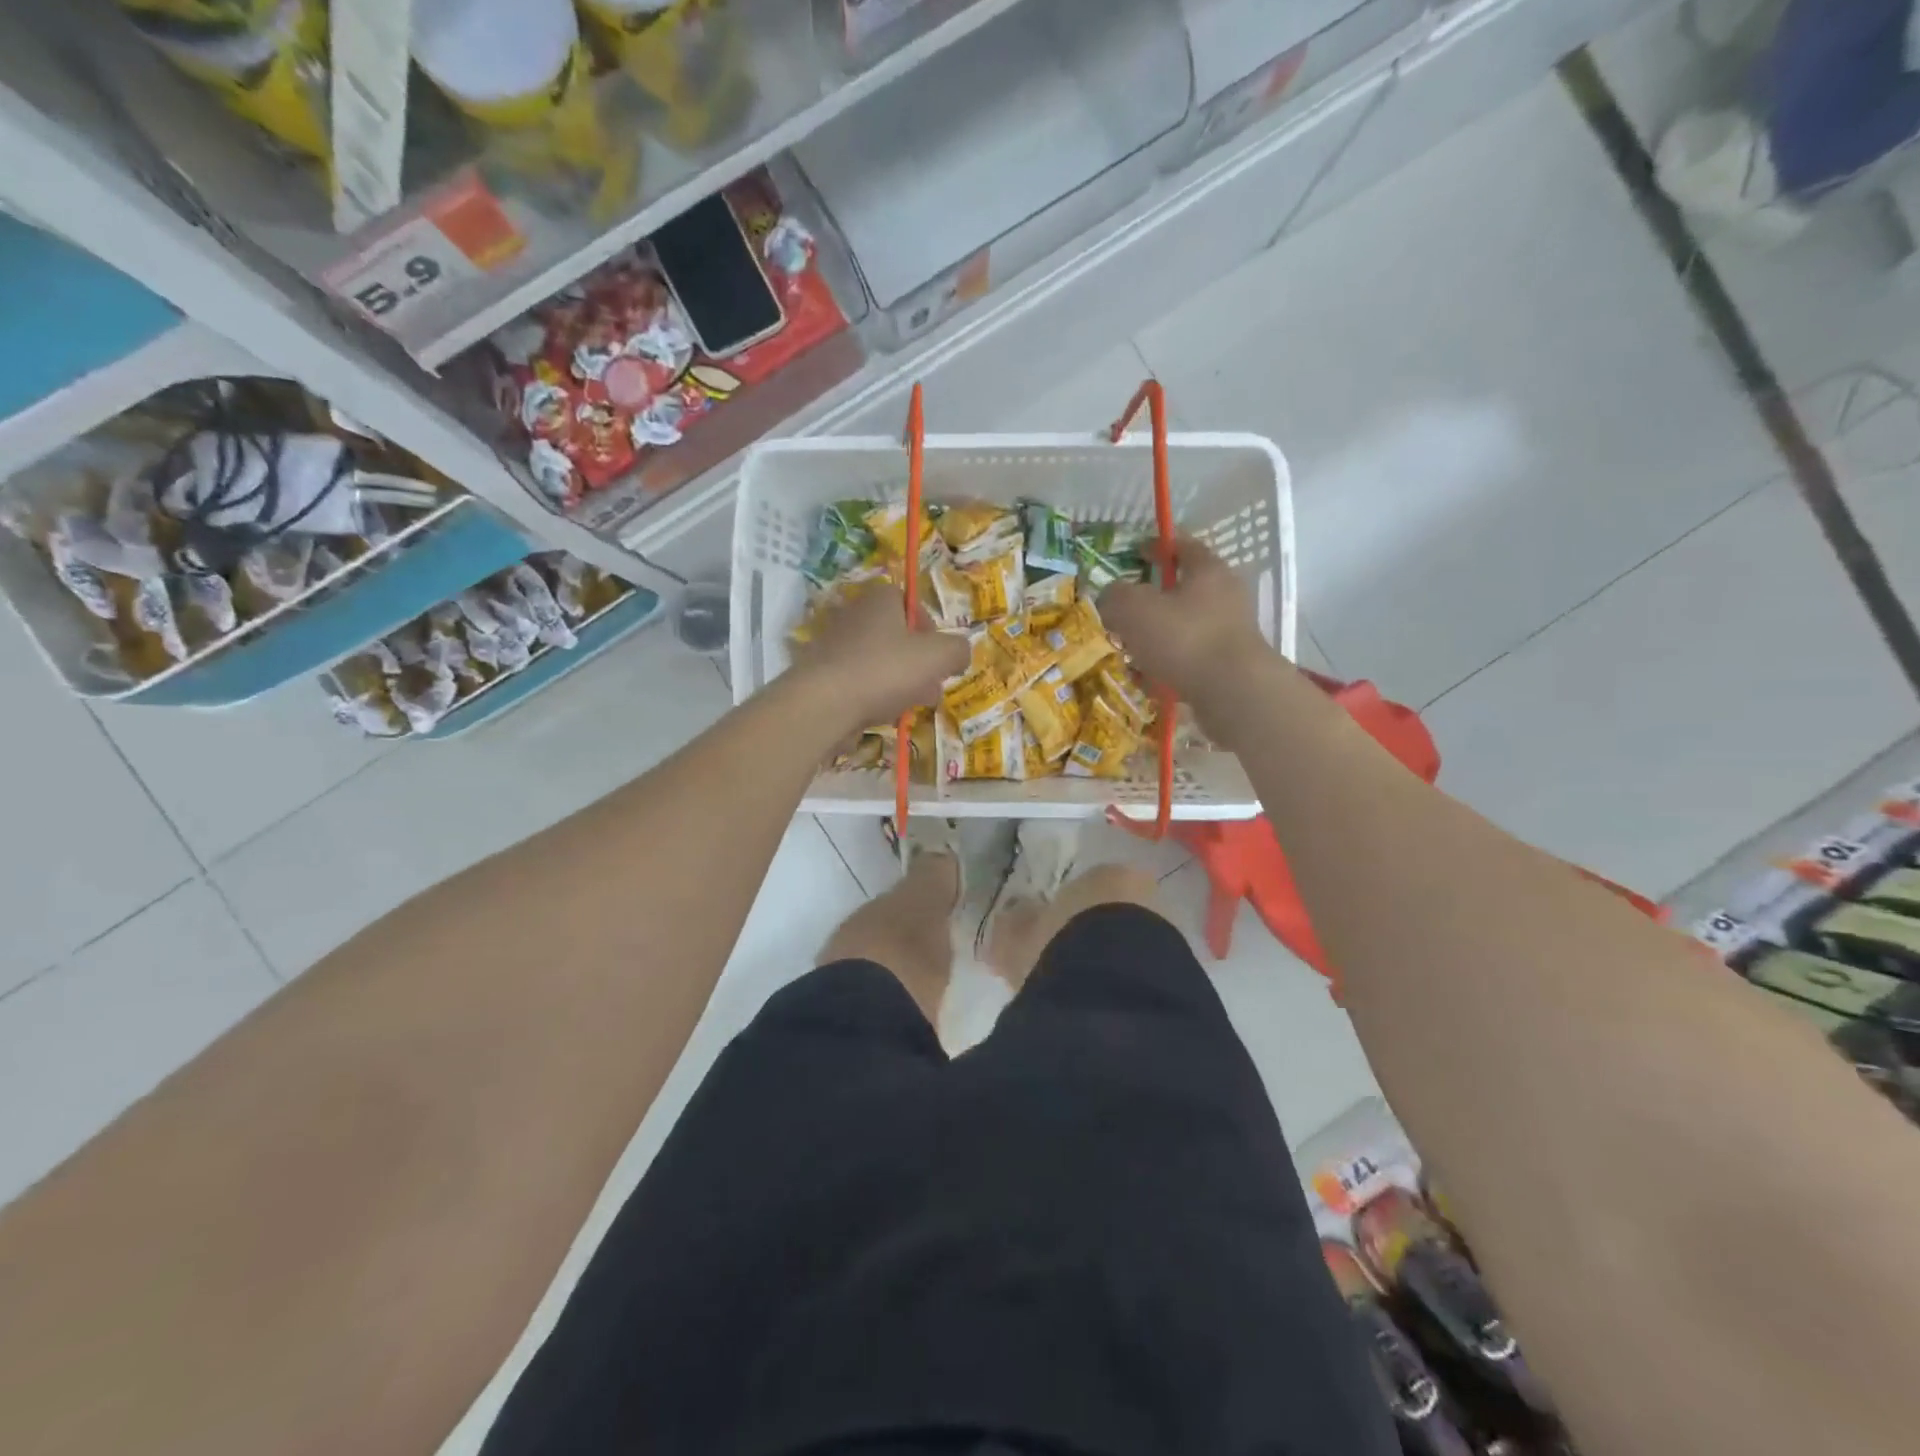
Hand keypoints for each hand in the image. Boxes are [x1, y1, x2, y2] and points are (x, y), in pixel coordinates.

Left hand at [790, 582, 967, 731]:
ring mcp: (834, 645)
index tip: (939, 655)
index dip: (930, 628)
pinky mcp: (822, 675)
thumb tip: (959, 654)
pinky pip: (858, 682)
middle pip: (896, 636)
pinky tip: (883, 715)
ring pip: (878, 662)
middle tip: (931, 687)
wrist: (824, 704)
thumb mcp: (939, 656)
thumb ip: (958, 650)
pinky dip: (873, 696)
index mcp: (880, 599)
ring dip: (899, 683)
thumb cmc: (885, 670)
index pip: (910, 602)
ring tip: (910, 706)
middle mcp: (853, 614)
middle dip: (918, 663)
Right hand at [1100, 537, 1278, 733]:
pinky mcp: (1226, 666)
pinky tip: (1147, 683)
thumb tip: (1110, 599)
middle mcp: (1224, 597)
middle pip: (1181, 592)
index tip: (1136, 551)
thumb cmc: (1184, 638)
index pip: (1182, 546)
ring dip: (1154, 640)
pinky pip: (1187, 661)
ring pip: (1181, 629)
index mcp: (1207, 571)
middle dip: (1150, 603)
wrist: (1232, 692)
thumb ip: (1115, 597)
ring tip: (1129, 655)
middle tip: (1123, 613)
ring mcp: (1228, 633)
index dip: (1158, 546)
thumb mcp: (1133, 609)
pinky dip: (1166, 668)